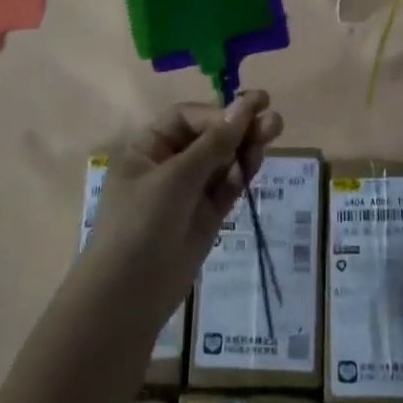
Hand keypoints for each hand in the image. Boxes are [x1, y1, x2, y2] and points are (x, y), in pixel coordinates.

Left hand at [84, 92, 283, 323]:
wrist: (128, 297)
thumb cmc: (140, 224)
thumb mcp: (175, 178)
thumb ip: (214, 143)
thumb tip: (245, 105)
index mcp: (147, 149)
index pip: (187, 118)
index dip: (217, 113)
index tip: (248, 110)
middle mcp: (168, 166)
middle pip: (209, 137)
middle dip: (239, 126)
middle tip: (273, 118)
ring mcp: (188, 193)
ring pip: (222, 161)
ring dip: (246, 146)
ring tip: (274, 130)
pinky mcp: (206, 217)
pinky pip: (227, 187)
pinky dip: (242, 173)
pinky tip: (258, 158)